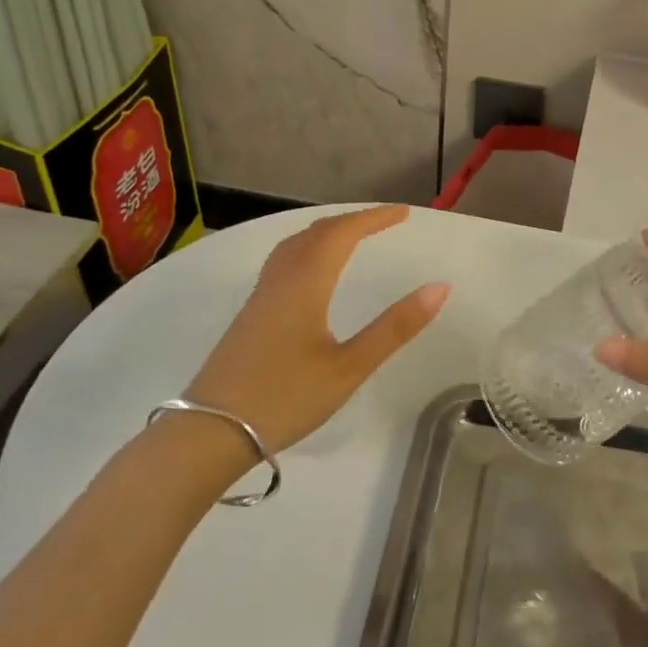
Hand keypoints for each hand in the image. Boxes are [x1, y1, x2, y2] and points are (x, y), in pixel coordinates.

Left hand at [185, 206, 448, 453]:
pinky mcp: (249, 316)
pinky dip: (307, 250)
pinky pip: (282, 263)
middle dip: (352, 222)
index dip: (373, 218)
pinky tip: (310, 274)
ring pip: (293, 246)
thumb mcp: (349, 367)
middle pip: (316, 233)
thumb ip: (394, 327)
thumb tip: (439, 287)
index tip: (404, 213)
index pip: (342, 233)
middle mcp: (280, 280)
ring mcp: (259, 298)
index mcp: (305, 283)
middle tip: (383, 223)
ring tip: (350, 238)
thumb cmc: (285, 398)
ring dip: (326, 233)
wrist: (208, 433)